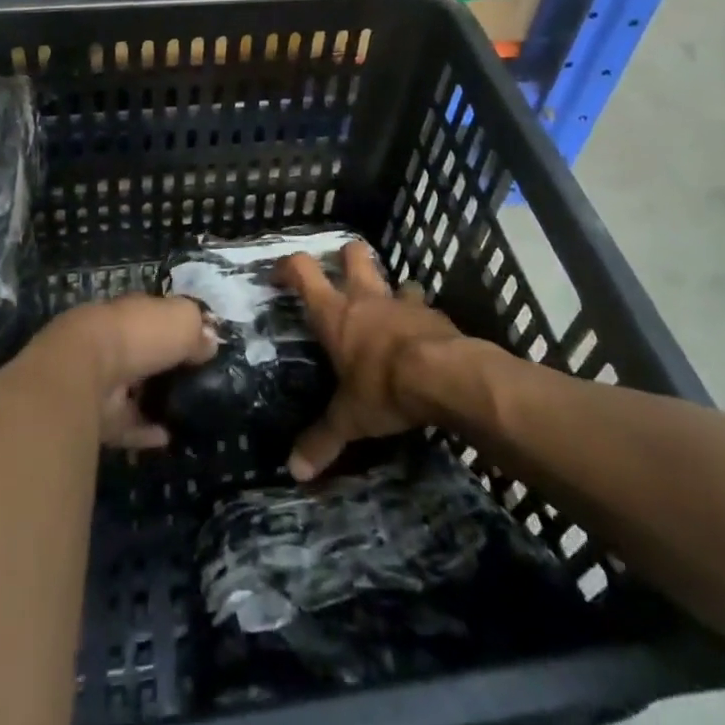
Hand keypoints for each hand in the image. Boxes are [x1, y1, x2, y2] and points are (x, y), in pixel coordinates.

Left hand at [34, 294, 218, 449]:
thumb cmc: (140, 333)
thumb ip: (198, 329)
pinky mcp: (95, 414)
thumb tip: (209, 342)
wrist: (87, 370)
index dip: (177, 328)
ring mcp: (101, 378)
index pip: (156, 316)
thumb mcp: (182, 319)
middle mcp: (113, 341)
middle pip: (143, 353)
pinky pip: (126, 424)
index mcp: (131, 312)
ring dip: (154, 400)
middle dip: (164, 365)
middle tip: (196, 381)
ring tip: (185, 412)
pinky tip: (167, 437)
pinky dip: (145, 431)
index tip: (201, 345)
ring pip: (133, 389)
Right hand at [277, 240, 463, 480]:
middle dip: (345, 256)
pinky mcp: (433, 313)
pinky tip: (420, 336)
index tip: (279, 273)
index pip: (303, 271)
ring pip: (391, 277)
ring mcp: (401, 301)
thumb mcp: (349, 419)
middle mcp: (365, 297)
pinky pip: (421, 304)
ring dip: (388, 288)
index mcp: (335, 313)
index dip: (288, 266)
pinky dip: (417, 315)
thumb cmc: (383, 387)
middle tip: (340, 271)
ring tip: (386, 308)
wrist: (444, 375)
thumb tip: (295, 471)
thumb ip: (322, 440)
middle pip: (352, 253)